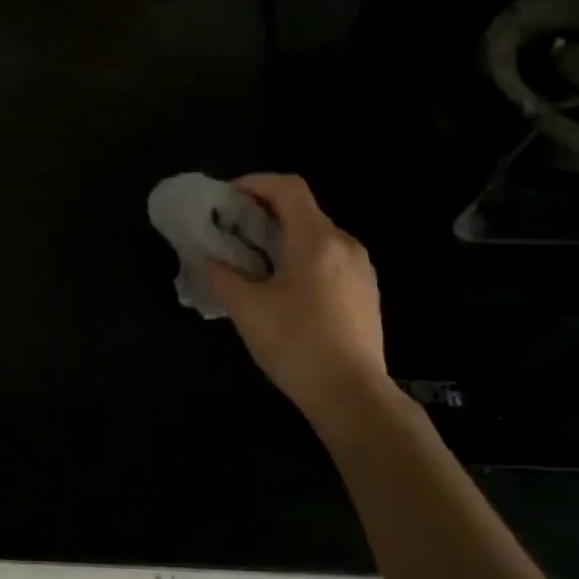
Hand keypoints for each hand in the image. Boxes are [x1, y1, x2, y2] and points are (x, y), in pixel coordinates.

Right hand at [205, 174, 389, 413]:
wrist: (352, 395)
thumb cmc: (296, 343)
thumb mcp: (246, 308)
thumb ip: (222, 275)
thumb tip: (212, 260)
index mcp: (317, 239)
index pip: (288, 187)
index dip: (255, 183)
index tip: (226, 199)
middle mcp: (344, 244)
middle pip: (302, 211)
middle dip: (263, 214)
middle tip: (231, 233)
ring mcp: (361, 270)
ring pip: (316, 238)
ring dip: (282, 239)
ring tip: (253, 264)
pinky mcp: (366, 294)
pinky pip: (329, 261)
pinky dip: (301, 260)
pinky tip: (283, 290)